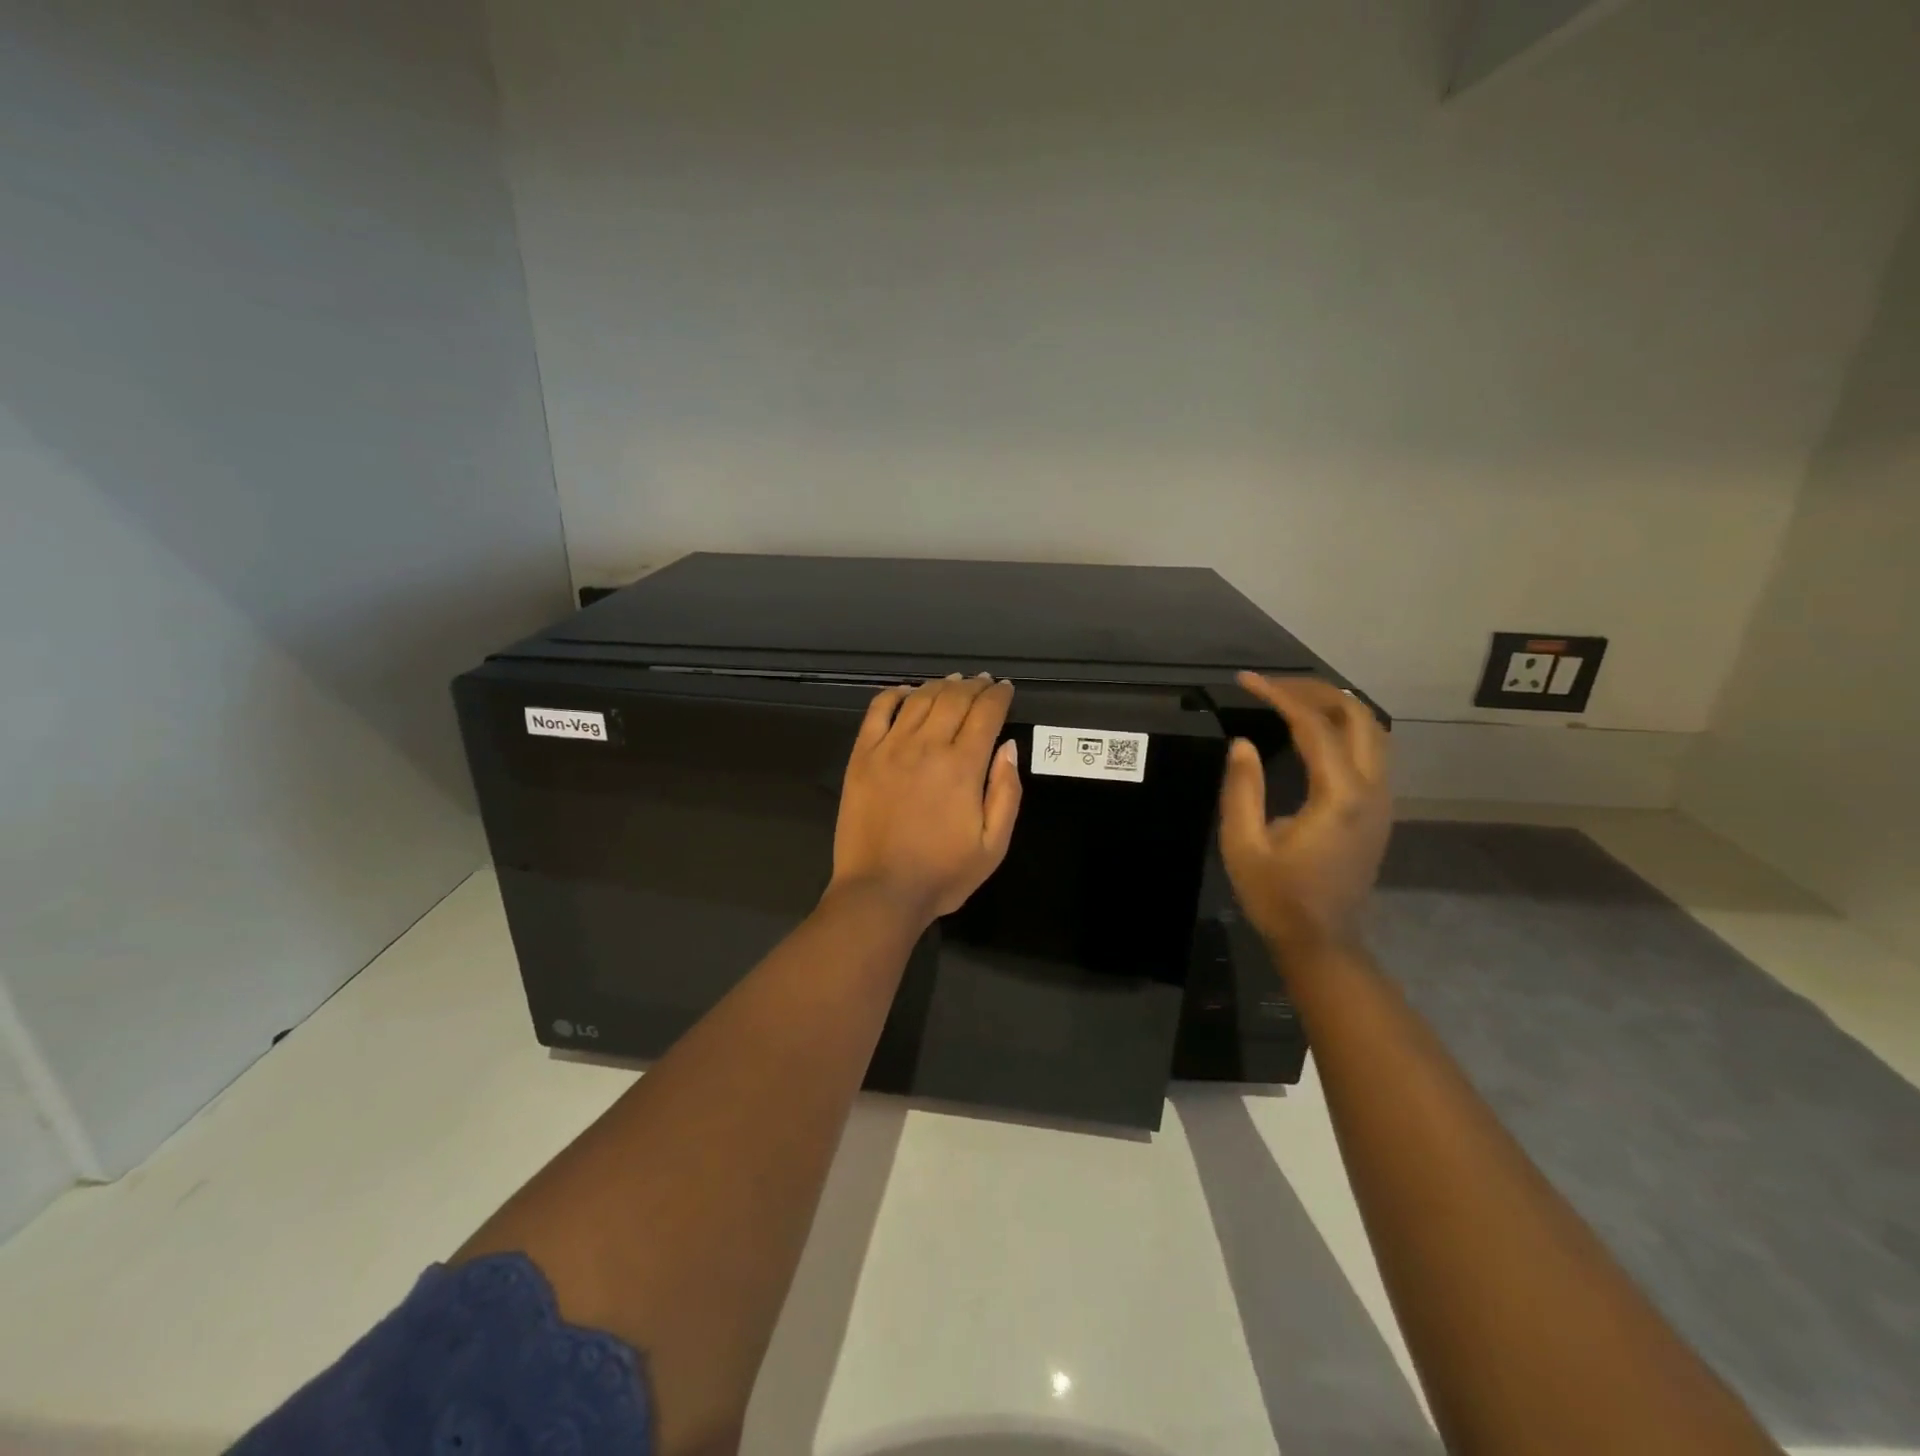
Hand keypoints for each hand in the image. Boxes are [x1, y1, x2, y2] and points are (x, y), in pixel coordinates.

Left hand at [829, 673, 1022, 925]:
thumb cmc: (942, 874)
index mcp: (962, 766)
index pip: (986, 714)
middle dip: (974, 686)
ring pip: (919, 699)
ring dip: (940, 685)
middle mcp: (927, 746)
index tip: (1005, 689)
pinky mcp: (862, 756)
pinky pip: (878, 711)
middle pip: (954, 699)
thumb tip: (1008, 746)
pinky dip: (894, 694)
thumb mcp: (993, 845)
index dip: (999, 696)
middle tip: (984, 683)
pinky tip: (907, 692)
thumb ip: (1006, 792)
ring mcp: (890, 748)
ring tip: (954, 683)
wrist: (880, 892)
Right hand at [1218, 672, 1390, 958]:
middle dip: (1315, 691)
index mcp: (1338, 796)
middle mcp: (1371, 790)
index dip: (1280, 695)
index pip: (1314, 726)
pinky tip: (1315, 730)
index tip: (1247, 680)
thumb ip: (1241, 789)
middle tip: (1273, 685)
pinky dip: (1345, 727)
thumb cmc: (1277, 897)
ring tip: (1291, 698)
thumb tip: (1242, 743)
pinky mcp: (1379, 810)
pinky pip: (1372, 750)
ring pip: (1374, 730)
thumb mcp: (1243, 845)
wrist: (1322, 942)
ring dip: (1335, 706)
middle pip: (1358, 716)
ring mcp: (1382, 800)